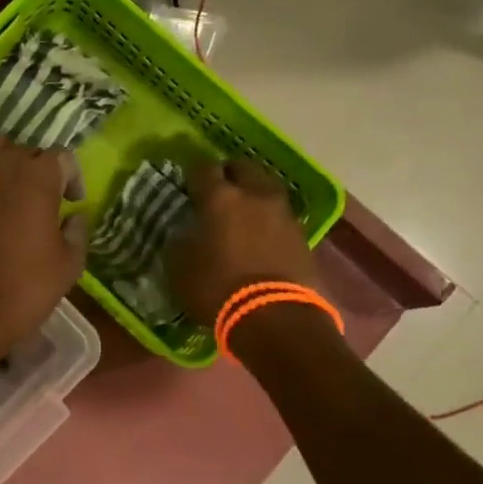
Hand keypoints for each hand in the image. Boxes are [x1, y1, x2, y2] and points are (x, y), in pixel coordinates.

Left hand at [0, 137, 85, 362]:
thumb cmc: (23, 289)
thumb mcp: (68, 265)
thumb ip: (77, 231)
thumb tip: (74, 217)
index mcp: (36, 175)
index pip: (62, 158)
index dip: (72, 178)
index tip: (72, 202)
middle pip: (25, 151)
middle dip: (38, 171)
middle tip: (42, 200)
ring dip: (5, 169)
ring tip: (10, 198)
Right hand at [168, 159, 316, 326]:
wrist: (275, 317)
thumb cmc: (217, 289)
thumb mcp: (180, 268)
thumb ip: (181, 242)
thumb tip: (185, 233)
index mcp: (220, 197)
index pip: (202, 168)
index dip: (192, 173)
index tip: (186, 182)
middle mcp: (254, 195)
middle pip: (242, 167)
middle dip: (229, 173)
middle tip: (217, 188)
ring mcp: (282, 213)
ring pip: (266, 187)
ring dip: (253, 192)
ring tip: (242, 209)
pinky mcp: (302, 235)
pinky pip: (280, 214)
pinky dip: (268, 217)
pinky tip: (260, 233)